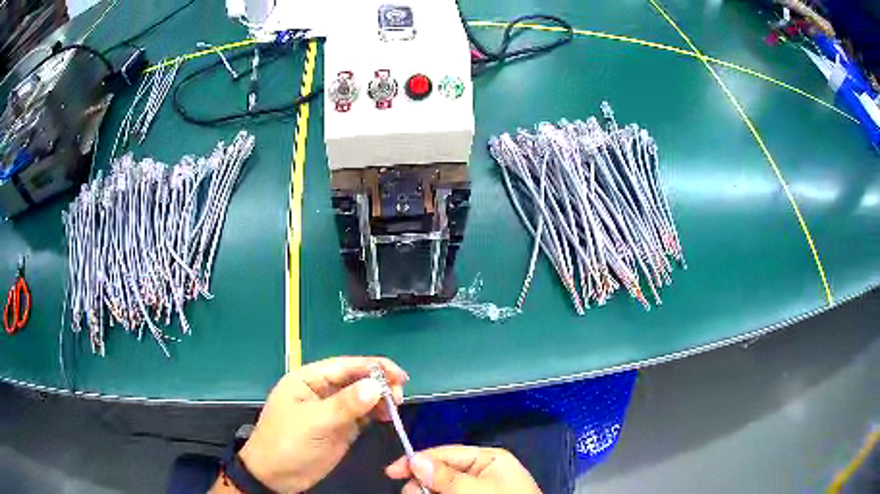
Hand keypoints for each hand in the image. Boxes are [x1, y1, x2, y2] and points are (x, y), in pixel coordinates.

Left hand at [237, 356, 407, 492]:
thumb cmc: (287, 443)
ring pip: (362, 397)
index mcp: (308, 380)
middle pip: (356, 379)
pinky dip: (376, 414)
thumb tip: (376, 386)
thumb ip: (345, 405)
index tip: (399, 374)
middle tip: (400, 395)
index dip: (373, 366)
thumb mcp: (314, 423)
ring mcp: (332, 410)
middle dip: (379, 383)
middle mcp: (322, 391)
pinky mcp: (340, 428)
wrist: (276, 477)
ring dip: (380, 399)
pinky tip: (387, 417)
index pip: (344, 366)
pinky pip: (362, 415)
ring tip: (395, 408)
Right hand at [386, 445, 541, 493]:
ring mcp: (476, 488)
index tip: (392, 473)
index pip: (445, 453)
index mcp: (488, 459)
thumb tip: (415, 460)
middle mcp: (481, 471)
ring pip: (439, 487)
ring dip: (426, 492)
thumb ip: (446, 477)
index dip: (417, 460)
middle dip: (422, 482)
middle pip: (439, 471)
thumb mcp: (477, 489)